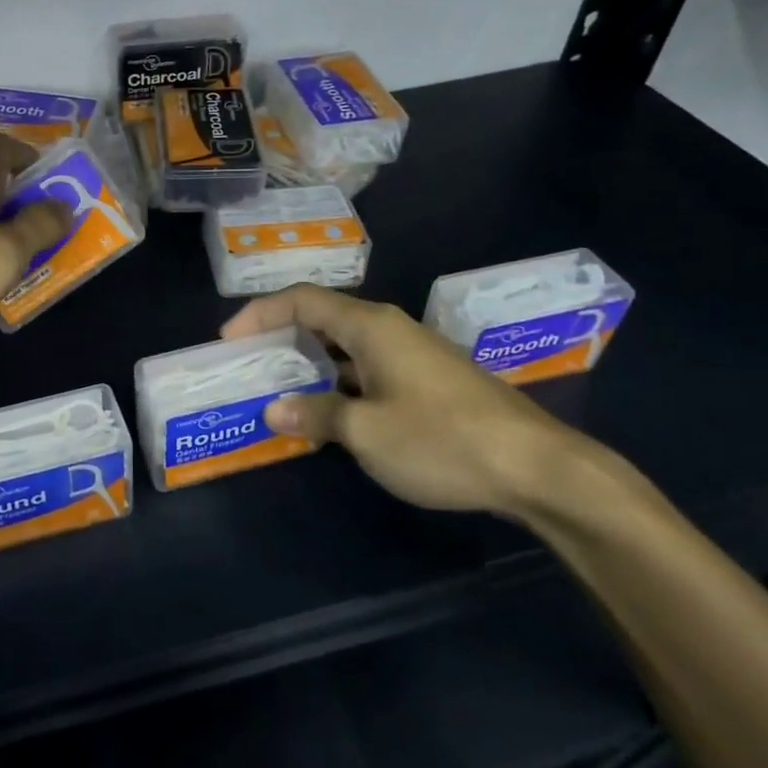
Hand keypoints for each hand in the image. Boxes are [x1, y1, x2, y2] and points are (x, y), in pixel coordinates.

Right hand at [220, 285, 612, 514]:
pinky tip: (329, 412)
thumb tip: (273, 409)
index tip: (228, 340)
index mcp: (370, 326)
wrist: (538, 468)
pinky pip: (367, 367)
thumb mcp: (366, 433)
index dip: (259, 314)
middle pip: (322, 317)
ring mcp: (412, 353)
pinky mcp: (428, 380)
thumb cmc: (442, 440)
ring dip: (310, 363)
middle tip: (249, 365)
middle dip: (281, 337)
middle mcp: (389, 329)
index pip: (301, 300)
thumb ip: (315, 415)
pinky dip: (338, 380)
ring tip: (278, 388)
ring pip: (346, 345)